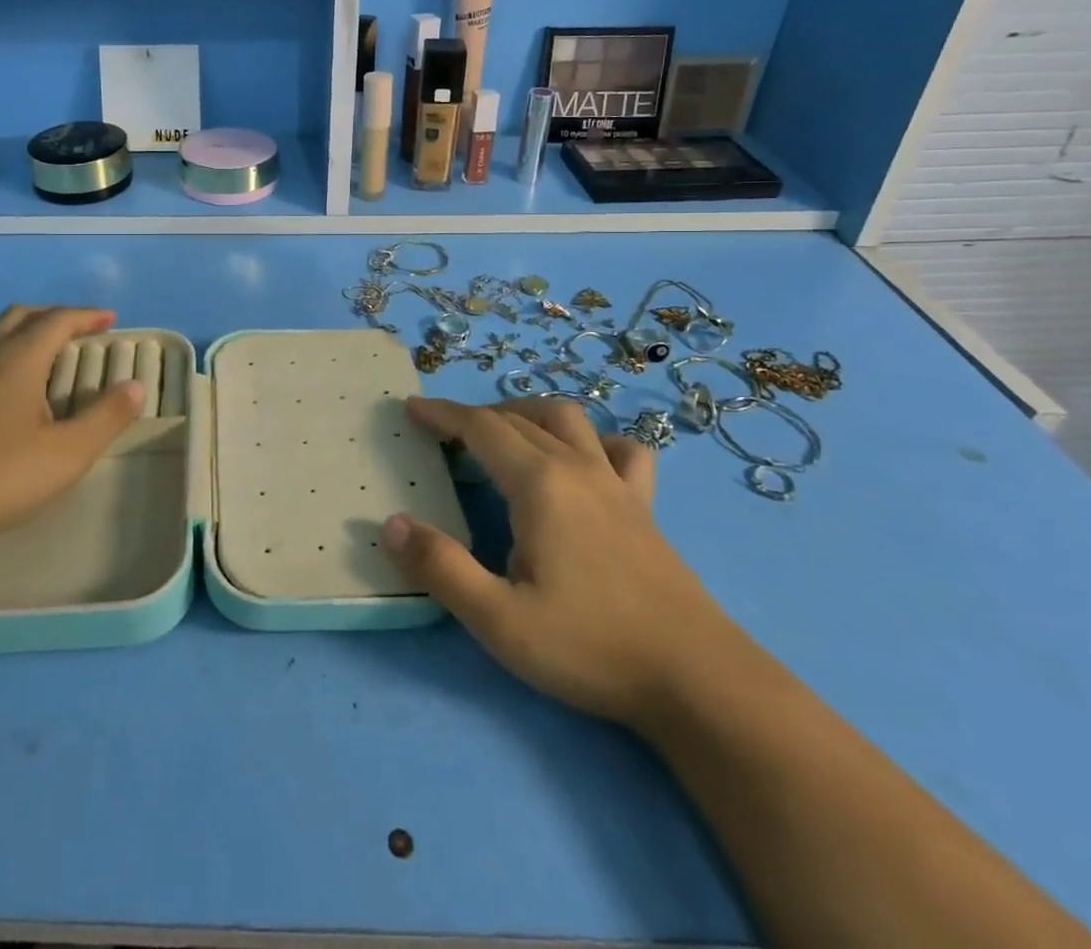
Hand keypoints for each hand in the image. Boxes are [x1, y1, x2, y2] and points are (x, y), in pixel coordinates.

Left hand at [0, 306, 143, 556]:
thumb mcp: (66, 454)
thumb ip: (106, 417)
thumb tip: (135, 385)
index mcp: (19, 357)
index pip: (59, 320)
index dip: (87, 316)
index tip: (110, 319)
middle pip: (22, 315)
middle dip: (54, 316)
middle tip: (78, 330)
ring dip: (21, 328)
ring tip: (38, 349)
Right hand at [383, 396, 736, 727]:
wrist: (699, 682)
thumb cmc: (590, 647)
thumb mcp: (499, 619)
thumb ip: (441, 568)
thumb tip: (391, 524)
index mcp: (539, 484)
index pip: (481, 428)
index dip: (442, 414)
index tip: (411, 409)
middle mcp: (577, 468)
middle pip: (518, 418)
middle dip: (474, 416)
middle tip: (443, 433)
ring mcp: (617, 484)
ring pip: (569, 419)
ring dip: (528, 412)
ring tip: (504, 431)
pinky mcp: (645, 508)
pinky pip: (623, 451)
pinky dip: (596, 440)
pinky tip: (586, 460)